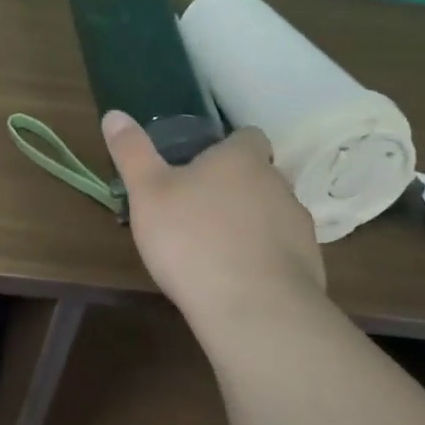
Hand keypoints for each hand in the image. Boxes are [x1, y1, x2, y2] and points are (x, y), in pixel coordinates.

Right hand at [103, 109, 325, 322]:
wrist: (254, 310)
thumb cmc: (193, 239)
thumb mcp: (147, 192)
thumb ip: (132, 152)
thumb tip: (114, 114)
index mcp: (242, 159)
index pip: (248, 136)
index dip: (229, 146)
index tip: (204, 164)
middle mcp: (278, 184)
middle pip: (260, 176)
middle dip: (236, 188)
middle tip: (199, 209)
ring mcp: (299, 227)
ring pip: (273, 215)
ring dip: (252, 224)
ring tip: (217, 249)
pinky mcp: (310, 267)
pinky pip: (284, 254)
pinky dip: (264, 260)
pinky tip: (238, 281)